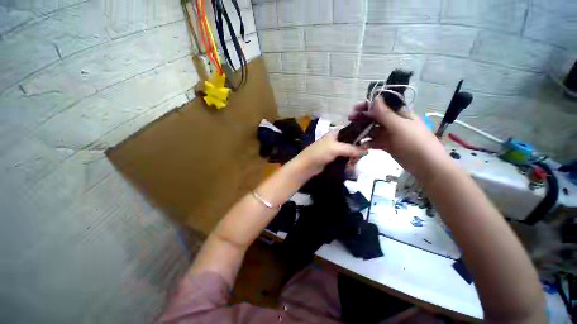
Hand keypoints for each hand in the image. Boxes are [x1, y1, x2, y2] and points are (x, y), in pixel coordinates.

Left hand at [294, 131, 367, 176]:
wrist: (307, 166)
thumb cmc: (319, 153)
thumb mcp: (336, 148)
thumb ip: (352, 148)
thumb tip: (368, 150)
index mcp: (335, 133)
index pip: (352, 131)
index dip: (361, 135)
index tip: (369, 143)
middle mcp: (336, 140)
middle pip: (352, 143)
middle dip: (357, 150)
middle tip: (359, 157)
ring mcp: (335, 150)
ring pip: (349, 152)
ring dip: (353, 158)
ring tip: (355, 163)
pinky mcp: (334, 159)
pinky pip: (345, 159)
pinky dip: (349, 163)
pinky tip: (352, 167)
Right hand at [349, 96, 448, 179]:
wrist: (426, 166)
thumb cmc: (415, 143)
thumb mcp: (400, 127)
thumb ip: (386, 114)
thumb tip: (375, 98)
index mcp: (400, 114)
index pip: (382, 105)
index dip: (369, 105)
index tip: (355, 108)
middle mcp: (394, 123)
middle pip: (375, 117)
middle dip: (363, 117)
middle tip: (350, 119)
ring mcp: (390, 135)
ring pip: (373, 129)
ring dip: (363, 130)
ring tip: (352, 133)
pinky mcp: (387, 145)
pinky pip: (374, 141)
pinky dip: (367, 142)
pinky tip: (360, 144)